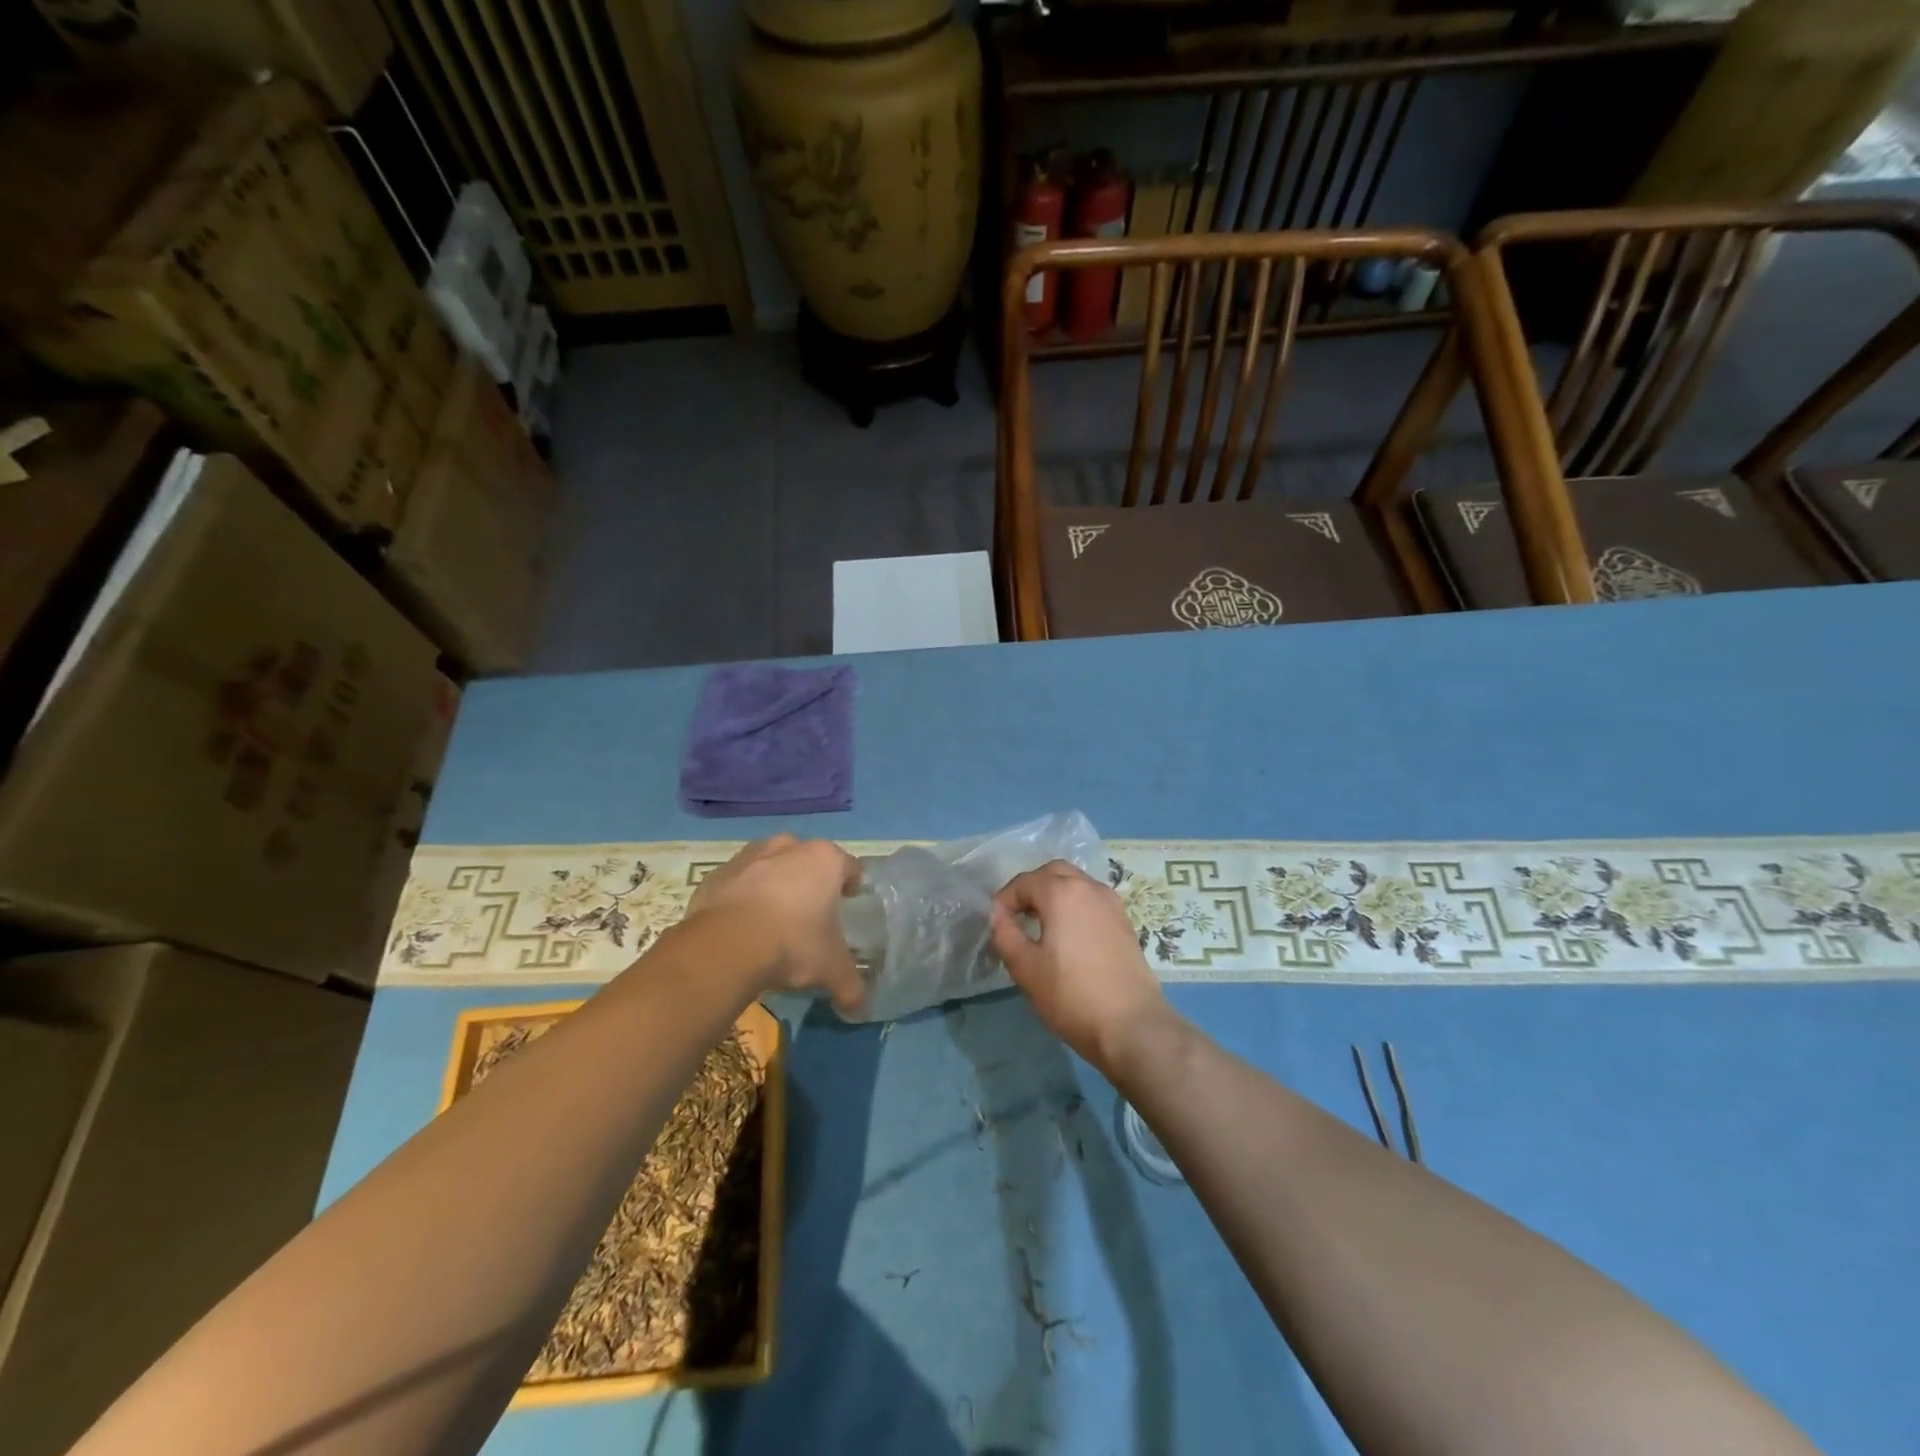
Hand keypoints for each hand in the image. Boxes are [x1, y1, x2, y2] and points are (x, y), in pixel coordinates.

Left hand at [688, 835, 864, 1013]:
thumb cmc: (792, 944)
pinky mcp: (717, 873)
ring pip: (770, 864)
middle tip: (809, 912)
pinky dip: (742, 895)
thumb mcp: (831, 970)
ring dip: (774, 882)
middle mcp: (789, 847)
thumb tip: (860, 1009)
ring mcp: (749, 856)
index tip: (847, 903)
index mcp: (825, 860)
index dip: (850, 885)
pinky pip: (737, 881)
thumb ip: (851, 987)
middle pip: (807, 859)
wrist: (725, 946)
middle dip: (810, 880)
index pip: (849, 867)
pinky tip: (741, 924)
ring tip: (773, 917)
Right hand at [990, 861, 1170, 1072]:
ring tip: (1041, 925)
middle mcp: (1090, 888)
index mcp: (1062, 892)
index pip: (1025, 882)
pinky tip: (1069, 935)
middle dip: (1032, 887)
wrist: (1131, 1025)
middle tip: (1018, 914)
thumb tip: (997, 914)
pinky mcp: (1125, 923)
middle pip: (1055, 873)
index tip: (996, 923)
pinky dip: (1075, 906)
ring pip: (1077, 884)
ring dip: (1055, 894)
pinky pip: (1093, 901)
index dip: (1005, 899)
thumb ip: (1005, 934)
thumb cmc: (1071, 995)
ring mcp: (1112, 904)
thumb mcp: (1025, 968)